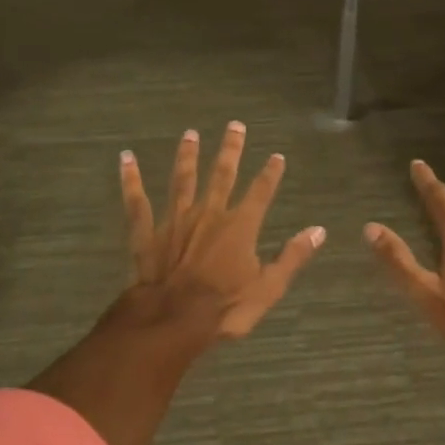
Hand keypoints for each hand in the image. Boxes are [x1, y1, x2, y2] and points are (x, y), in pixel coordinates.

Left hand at [119, 122, 325, 338]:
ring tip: (190, 134)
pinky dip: (131, 180)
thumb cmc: (225, 308)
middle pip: (222, 175)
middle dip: (230, 150)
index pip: (261, 192)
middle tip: (235, 125)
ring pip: (182, 180)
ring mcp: (175, 220)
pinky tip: (126, 159)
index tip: (276, 156)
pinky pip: (137, 202)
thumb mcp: (269, 288)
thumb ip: (292, 257)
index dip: (270, 174)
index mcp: (240, 226)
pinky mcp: (147, 232)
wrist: (172, 320)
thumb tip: (319, 231)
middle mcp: (208, 214)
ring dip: (187, 156)